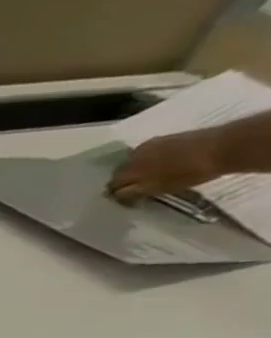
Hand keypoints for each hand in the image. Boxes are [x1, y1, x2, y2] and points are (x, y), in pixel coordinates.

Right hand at [108, 130, 229, 202]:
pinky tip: (163, 163)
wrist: (224, 146)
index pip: (113, 184)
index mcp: (129, 170)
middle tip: (137, 188)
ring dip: (138, 168)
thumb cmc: (191, 172)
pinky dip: (151, 159)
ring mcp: (150, 144)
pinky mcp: (166, 138)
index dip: (116, 193)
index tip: (125, 199)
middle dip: (125, 179)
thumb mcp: (160, 188)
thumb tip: (116, 195)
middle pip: (121, 170)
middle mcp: (133, 156)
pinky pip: (149, 151)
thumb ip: (134, 192)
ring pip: (134, 160)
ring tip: (151, 175)